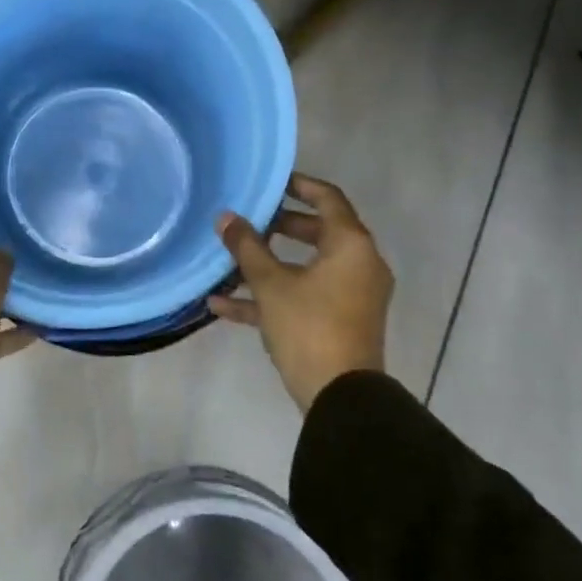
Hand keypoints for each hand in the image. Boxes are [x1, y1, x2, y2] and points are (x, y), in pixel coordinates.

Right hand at [212, 173, 391, 412]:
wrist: (341, 398)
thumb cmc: (309, 326)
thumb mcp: (270, 283)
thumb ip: (247, 247)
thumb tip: (225, 217)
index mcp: (351, 245)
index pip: (328, 198)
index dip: (298, 184)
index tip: (270, 182)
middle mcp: (358, 265)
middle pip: (317, 232)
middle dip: (278, 226)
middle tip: (247, 220)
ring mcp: (351, 296)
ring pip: (306, 267)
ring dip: (268, 264)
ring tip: (229, 260)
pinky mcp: (340, 322)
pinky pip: (304, 297)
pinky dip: (272, 296)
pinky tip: (223, 306)